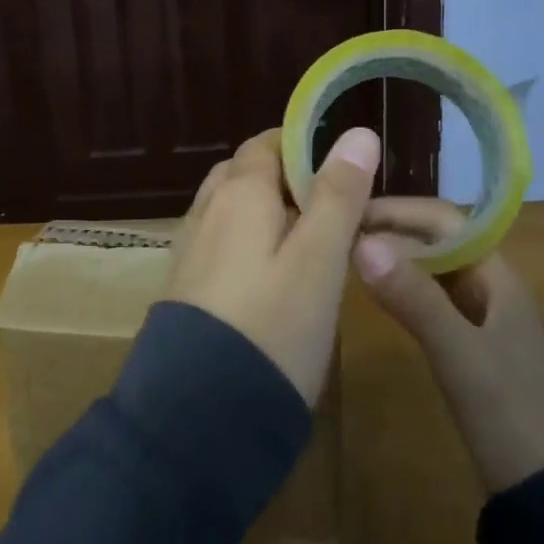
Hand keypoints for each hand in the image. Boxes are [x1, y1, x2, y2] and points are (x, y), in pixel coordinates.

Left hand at [165, 126, 380, 404]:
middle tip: (331, 207)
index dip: (303, 146)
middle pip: (246, 173)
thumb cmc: (272, 325)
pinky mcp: (185, 285)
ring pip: (232, 209)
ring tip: (308, 241)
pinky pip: (221, 242)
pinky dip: (248, 241)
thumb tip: (358, 132)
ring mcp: (190, 247)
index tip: (342, 169)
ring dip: (266, 212)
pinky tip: (271, 275)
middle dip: (286, 179)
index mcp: (239, 192)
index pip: (267, 143)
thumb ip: (338, 195)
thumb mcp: (319, 259)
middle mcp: (207, 209)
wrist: (200, 411)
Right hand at [353, 198, 543, 494]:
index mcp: (497, 275)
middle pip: (436, 240)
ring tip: (348, 254)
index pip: (443, 221)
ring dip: (395, 257)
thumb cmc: (508, 414)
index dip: (397, 211)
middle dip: (392, 230)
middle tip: (340, 232)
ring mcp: (481, 314)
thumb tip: (361, 243)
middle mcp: (490, 284)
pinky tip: (376, 294)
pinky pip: (431, 296)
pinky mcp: (470, 340)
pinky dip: (402, 286)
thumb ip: (413, 298)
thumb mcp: (459, 354)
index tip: (351, 212)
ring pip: (432, 267)